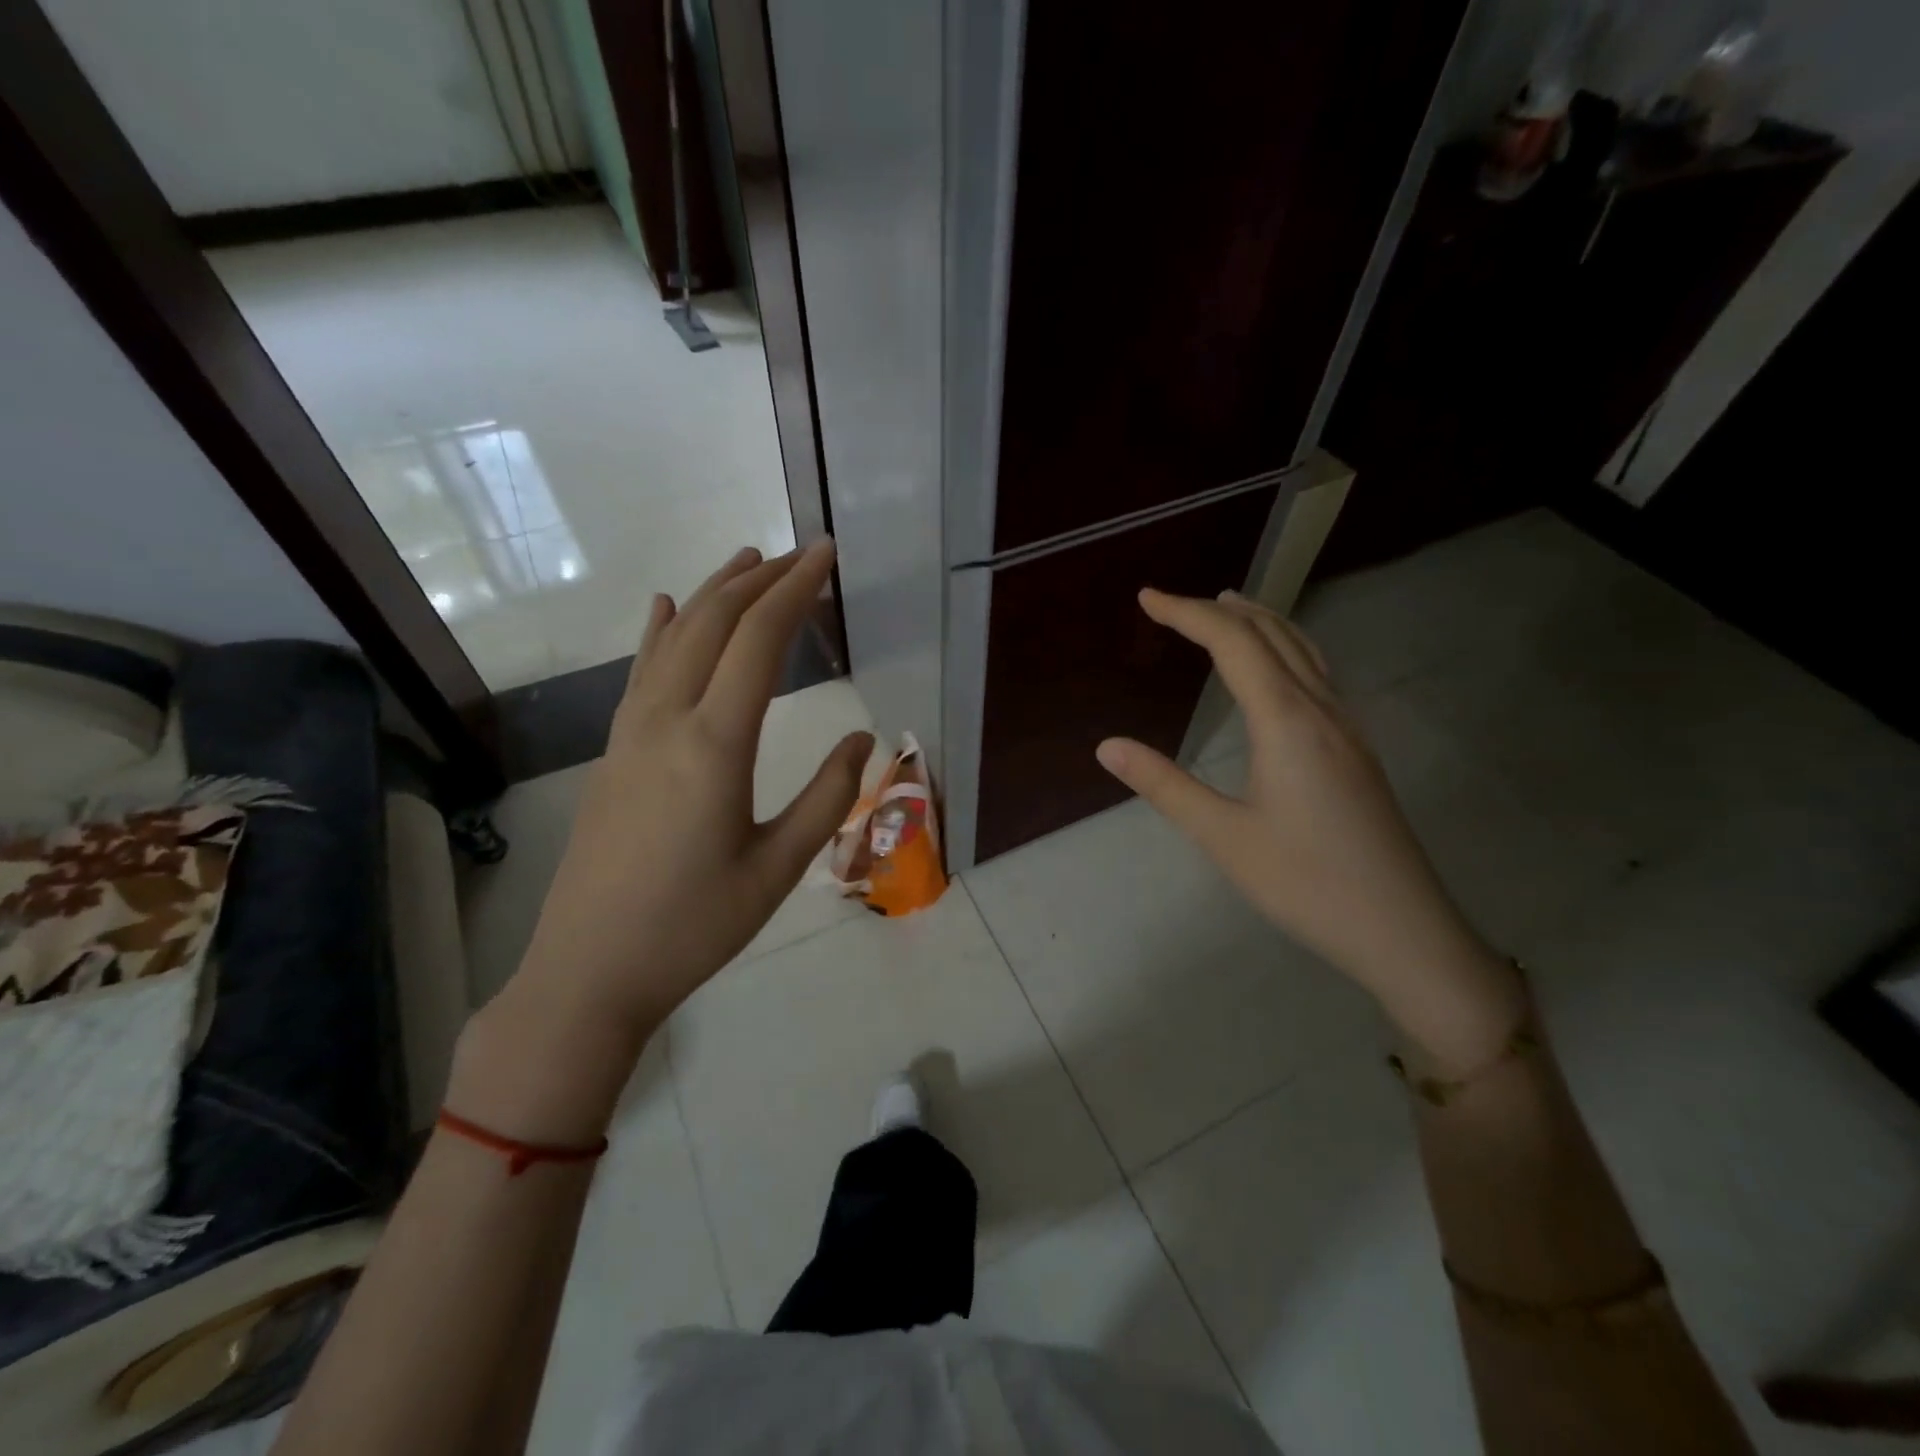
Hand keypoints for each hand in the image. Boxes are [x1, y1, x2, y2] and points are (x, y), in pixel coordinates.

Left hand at [466, 542, 872, 1132]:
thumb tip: (864, 737)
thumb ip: (827, 797)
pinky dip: (661, 631)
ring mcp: (630, 733)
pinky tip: (666, 608)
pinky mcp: (613, 752)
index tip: (826, 555)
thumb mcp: (778, 869)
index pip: (759, 641)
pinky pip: (641, 672)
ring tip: (749, 560)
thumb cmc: (694, 927)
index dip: (795, 590)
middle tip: (802, 553)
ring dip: (714, 594)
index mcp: (714, 745)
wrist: (590, 972)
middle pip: (714, 624)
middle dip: (760, 579)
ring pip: (674, 639)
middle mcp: (667, 721)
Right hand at [1096, 589, 1521, 1065]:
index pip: (1233, 643)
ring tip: (1226, 611)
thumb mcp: (1223, 836)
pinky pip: (1318, 674)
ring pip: (1304, 650)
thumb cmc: (1305, 883)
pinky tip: (1274, 671)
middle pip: (1272, 634)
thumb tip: (1107, 746)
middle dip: (1221, 610)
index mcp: (1286, 721)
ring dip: (1260, 622)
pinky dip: (1285, 649)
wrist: (1403, 929)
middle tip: (1174, 604)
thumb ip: (1164, 784)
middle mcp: (1321, 710)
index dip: (1186, 614)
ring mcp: (1347, 728)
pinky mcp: (1357, 749)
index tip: (1146, 598)